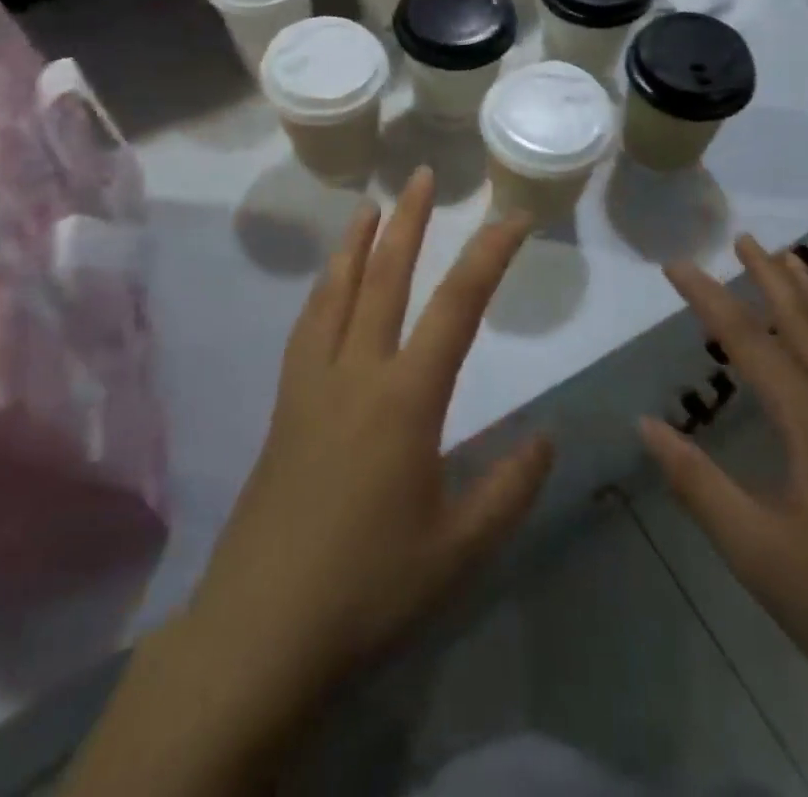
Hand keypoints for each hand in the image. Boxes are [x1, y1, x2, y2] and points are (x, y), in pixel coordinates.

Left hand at [185, 168, 554, 709]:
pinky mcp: (283, 405)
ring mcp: (311, 384)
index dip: (489, 255)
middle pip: (384, 277)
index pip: (457, 307)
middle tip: (421, 177)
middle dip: (408, 222)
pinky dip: (322, 290)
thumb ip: (509, 487)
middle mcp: (356, 373)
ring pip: (334, 292)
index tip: (513, 217)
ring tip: (366, 207)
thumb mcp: (459, 549)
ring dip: (355, 244)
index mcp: (405, 399)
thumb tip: (546, 437)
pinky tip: (327, 287)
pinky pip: (306, 326)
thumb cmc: (369, 589)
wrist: (262, 629)